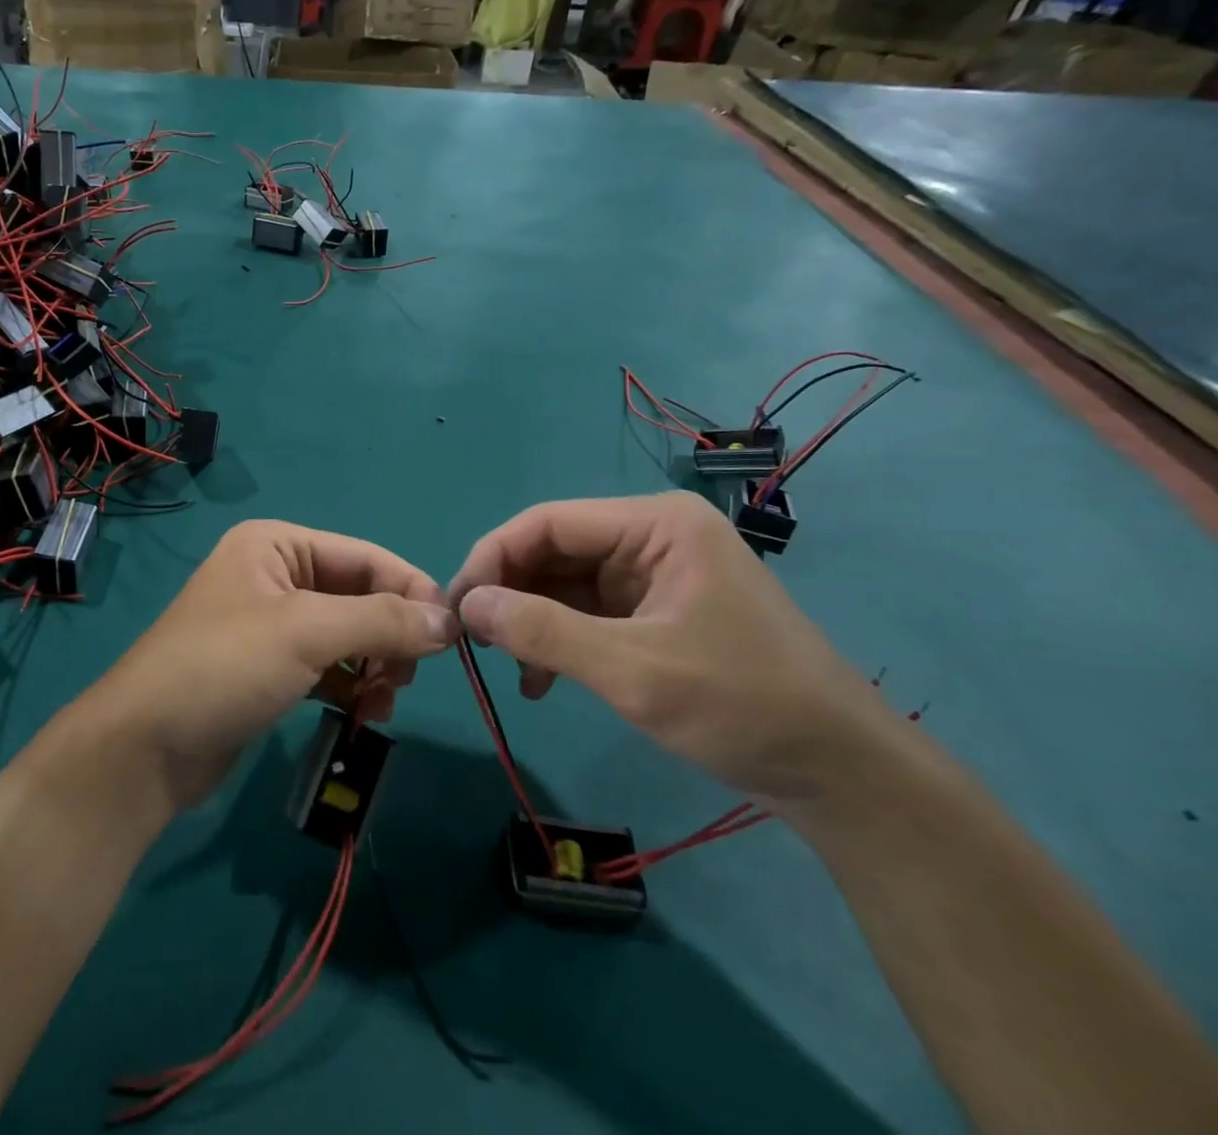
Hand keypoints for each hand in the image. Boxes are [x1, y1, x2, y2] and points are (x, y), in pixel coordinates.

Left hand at [92, 520, 457, 807]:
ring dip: (374, 666)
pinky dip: (350, 685)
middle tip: (404, 681)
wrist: (144, 748)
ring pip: (346, 634)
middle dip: (388, 637)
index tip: (454, 637)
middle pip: (358, 596)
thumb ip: (382, 621)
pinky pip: (326, 665)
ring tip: (381, 703)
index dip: (412, 591)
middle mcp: (274, 573)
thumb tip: (450, 620)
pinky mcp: (267, 667)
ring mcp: (269, 622)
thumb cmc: (224, 668)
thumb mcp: (307, 633)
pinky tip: (361, 713)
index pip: (365, 557)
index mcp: (277, 543)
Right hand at [448, 492, 892, 804]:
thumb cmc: (743, 706)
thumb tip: (467, 605)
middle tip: (475, 642)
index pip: (548, 522)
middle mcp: (651, 537)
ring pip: (564, 583)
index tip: (457, 606)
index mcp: (655, 525)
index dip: (494, 557)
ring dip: (530, 622)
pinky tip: (540, 681)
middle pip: (553, 550)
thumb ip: (543, 632)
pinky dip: (557, 640)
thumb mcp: (633, 671)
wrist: (843, 776)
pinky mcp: (655, 611)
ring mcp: (654, 574)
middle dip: (510, 594)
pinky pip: (586, 612)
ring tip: (508, 667)